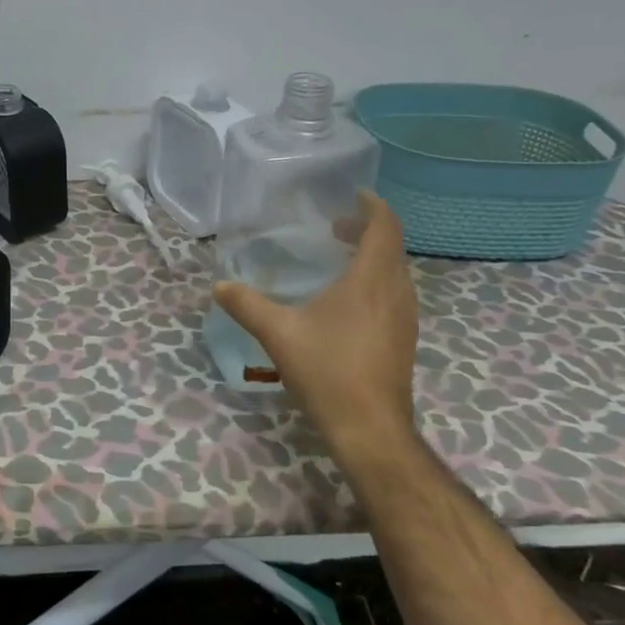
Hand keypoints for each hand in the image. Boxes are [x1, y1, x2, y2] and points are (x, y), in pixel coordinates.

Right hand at [214, 192, 419, 456]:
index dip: (373, 206)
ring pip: (396, 272)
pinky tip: (348, 301)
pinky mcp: (404, 340)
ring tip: (340, 258)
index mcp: (371, 280)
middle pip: (392, 247)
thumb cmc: (327, 371)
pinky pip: (395, 294)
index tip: (353, 195)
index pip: (385, 227)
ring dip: (373, 256)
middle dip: (367, 230)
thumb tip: (219, 286)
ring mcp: (405, 318)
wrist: (370, 429)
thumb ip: (247, 305)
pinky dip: (376, 281)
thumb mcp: (278, 333)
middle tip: (335, 227)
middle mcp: (396, 292)